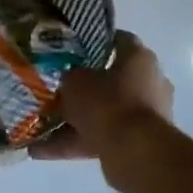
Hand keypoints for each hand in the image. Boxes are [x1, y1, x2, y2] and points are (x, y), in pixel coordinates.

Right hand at [31, 31, 174, 161]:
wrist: (134, 152)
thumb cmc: (107, 103)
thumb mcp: (75, 81)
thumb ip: (71, 77)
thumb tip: (70, 80)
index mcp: (139, 58)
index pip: (117, 40)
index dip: (94, 42)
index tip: (72, 48)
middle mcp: (149, 83)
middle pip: (112, 80)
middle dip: (84, 87)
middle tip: (58, 89)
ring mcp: (146, 115)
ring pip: (105, 112)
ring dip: (76, 120)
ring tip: (42, 126)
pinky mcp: (139, 142)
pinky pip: (102, 137)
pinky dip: (75, 143)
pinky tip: (42, 151)